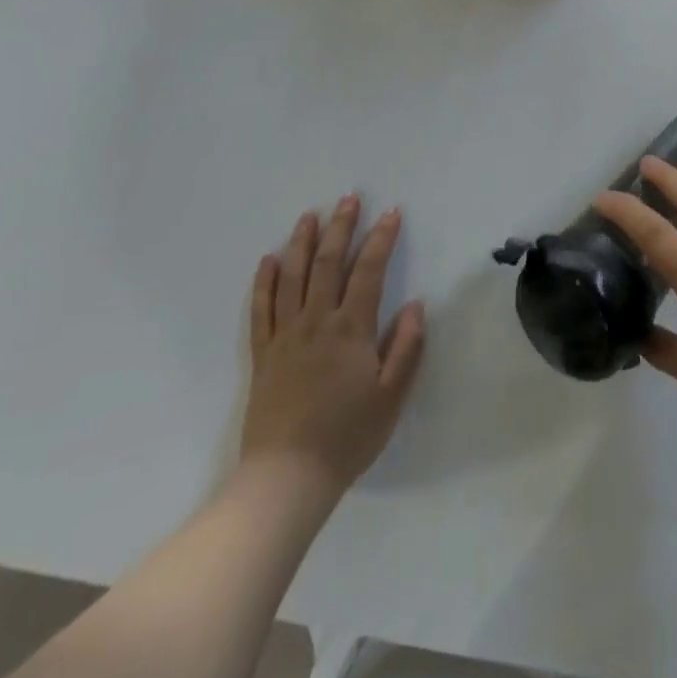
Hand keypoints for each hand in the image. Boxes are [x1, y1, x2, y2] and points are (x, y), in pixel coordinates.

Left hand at [241, 196, 425, 497]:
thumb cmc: (347, 436)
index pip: (369, 271)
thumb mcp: (391, 396)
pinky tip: (269, 260)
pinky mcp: (263, 355)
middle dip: (341, 227)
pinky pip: (261, 310)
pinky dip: (264, 282)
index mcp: (351, 329)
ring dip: (302, 242)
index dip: (381, 238)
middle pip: (328, 263)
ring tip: (310, 215)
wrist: (286, 479)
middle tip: (349, 198)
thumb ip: (406, 347)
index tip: (391, 213)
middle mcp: (316, 322)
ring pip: (292, 277)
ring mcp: (285, 336)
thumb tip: (415, 305)